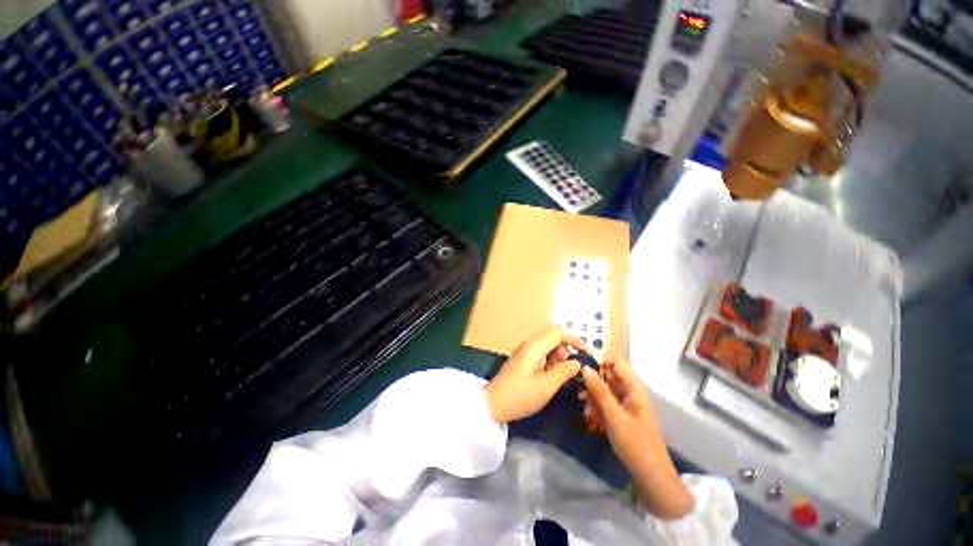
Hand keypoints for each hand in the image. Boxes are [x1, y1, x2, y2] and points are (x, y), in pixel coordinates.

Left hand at [484, 326, 585, 424]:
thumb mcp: (546, 386)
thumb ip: (564, 371)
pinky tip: (551, 377)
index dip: (574, 339)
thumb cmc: (521, 395)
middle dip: (566, 350)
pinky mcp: (523, 359)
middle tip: (570, 370)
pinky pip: (541, 353)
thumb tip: (577, 363)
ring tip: (561, 377)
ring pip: (548, 345)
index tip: (586, 354)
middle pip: (553, 337)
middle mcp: (530, 344)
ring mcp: (525, 351)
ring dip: (558, 357)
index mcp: (535, 346)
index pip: (558, 332)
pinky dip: (550, 361)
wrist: (494, 404)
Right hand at [580, 357, 694, 518]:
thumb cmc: (635, 444)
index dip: (600, 360)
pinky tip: (589, 415)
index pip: (616, 362)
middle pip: (608, 374)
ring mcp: (625, 403)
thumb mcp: (615, 416)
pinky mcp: (620, 414)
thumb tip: (585, 367)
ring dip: (592, 394)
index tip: (582, 366)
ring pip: (604, 388)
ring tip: (583, 404)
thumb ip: (599, 391)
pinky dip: (596, 405)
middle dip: (592, 379)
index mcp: (634, 388)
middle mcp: (629, 391)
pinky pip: (605, 402)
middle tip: (579, 389)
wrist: (651, 477)